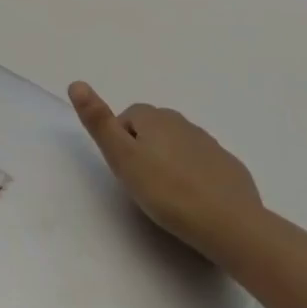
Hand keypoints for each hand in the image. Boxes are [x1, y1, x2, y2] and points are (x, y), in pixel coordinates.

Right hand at [69, 81, 263, 259]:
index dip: (120, 140)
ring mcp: (210, 145)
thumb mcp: (122, 158)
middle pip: (154, 128)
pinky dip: (193, 175)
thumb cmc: (167, 192)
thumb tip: (76, 83)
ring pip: (179, 145)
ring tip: (165, 195)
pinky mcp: (229, 168)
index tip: (123, 169)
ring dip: (168, 161)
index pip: (128, 116)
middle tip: (140, 183)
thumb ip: (99, 122)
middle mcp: (184, 124)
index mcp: (156, 119)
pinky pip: (202, 164)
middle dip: (143, 148)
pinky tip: (192, 201)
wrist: (230, 224)